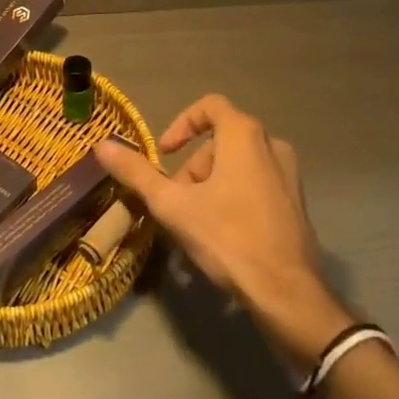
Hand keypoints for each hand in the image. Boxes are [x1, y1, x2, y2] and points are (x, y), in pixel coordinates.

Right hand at [96, 95, 354, 360]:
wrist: (287, 292)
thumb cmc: (227, 237)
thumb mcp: (172, 205)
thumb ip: (137, 172)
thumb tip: (102, 146)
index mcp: (244, 135)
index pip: (209, 106)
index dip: (182, 124)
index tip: (166, 153)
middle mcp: (272, 144)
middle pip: (220, 141)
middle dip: (193, 167)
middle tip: (177, 200)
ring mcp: (289, 174)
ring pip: (238, 165)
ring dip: (211, 184)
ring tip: (196, 220)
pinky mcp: (296, 202)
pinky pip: (257, 184)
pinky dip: (234, 196)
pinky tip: (222, 234)